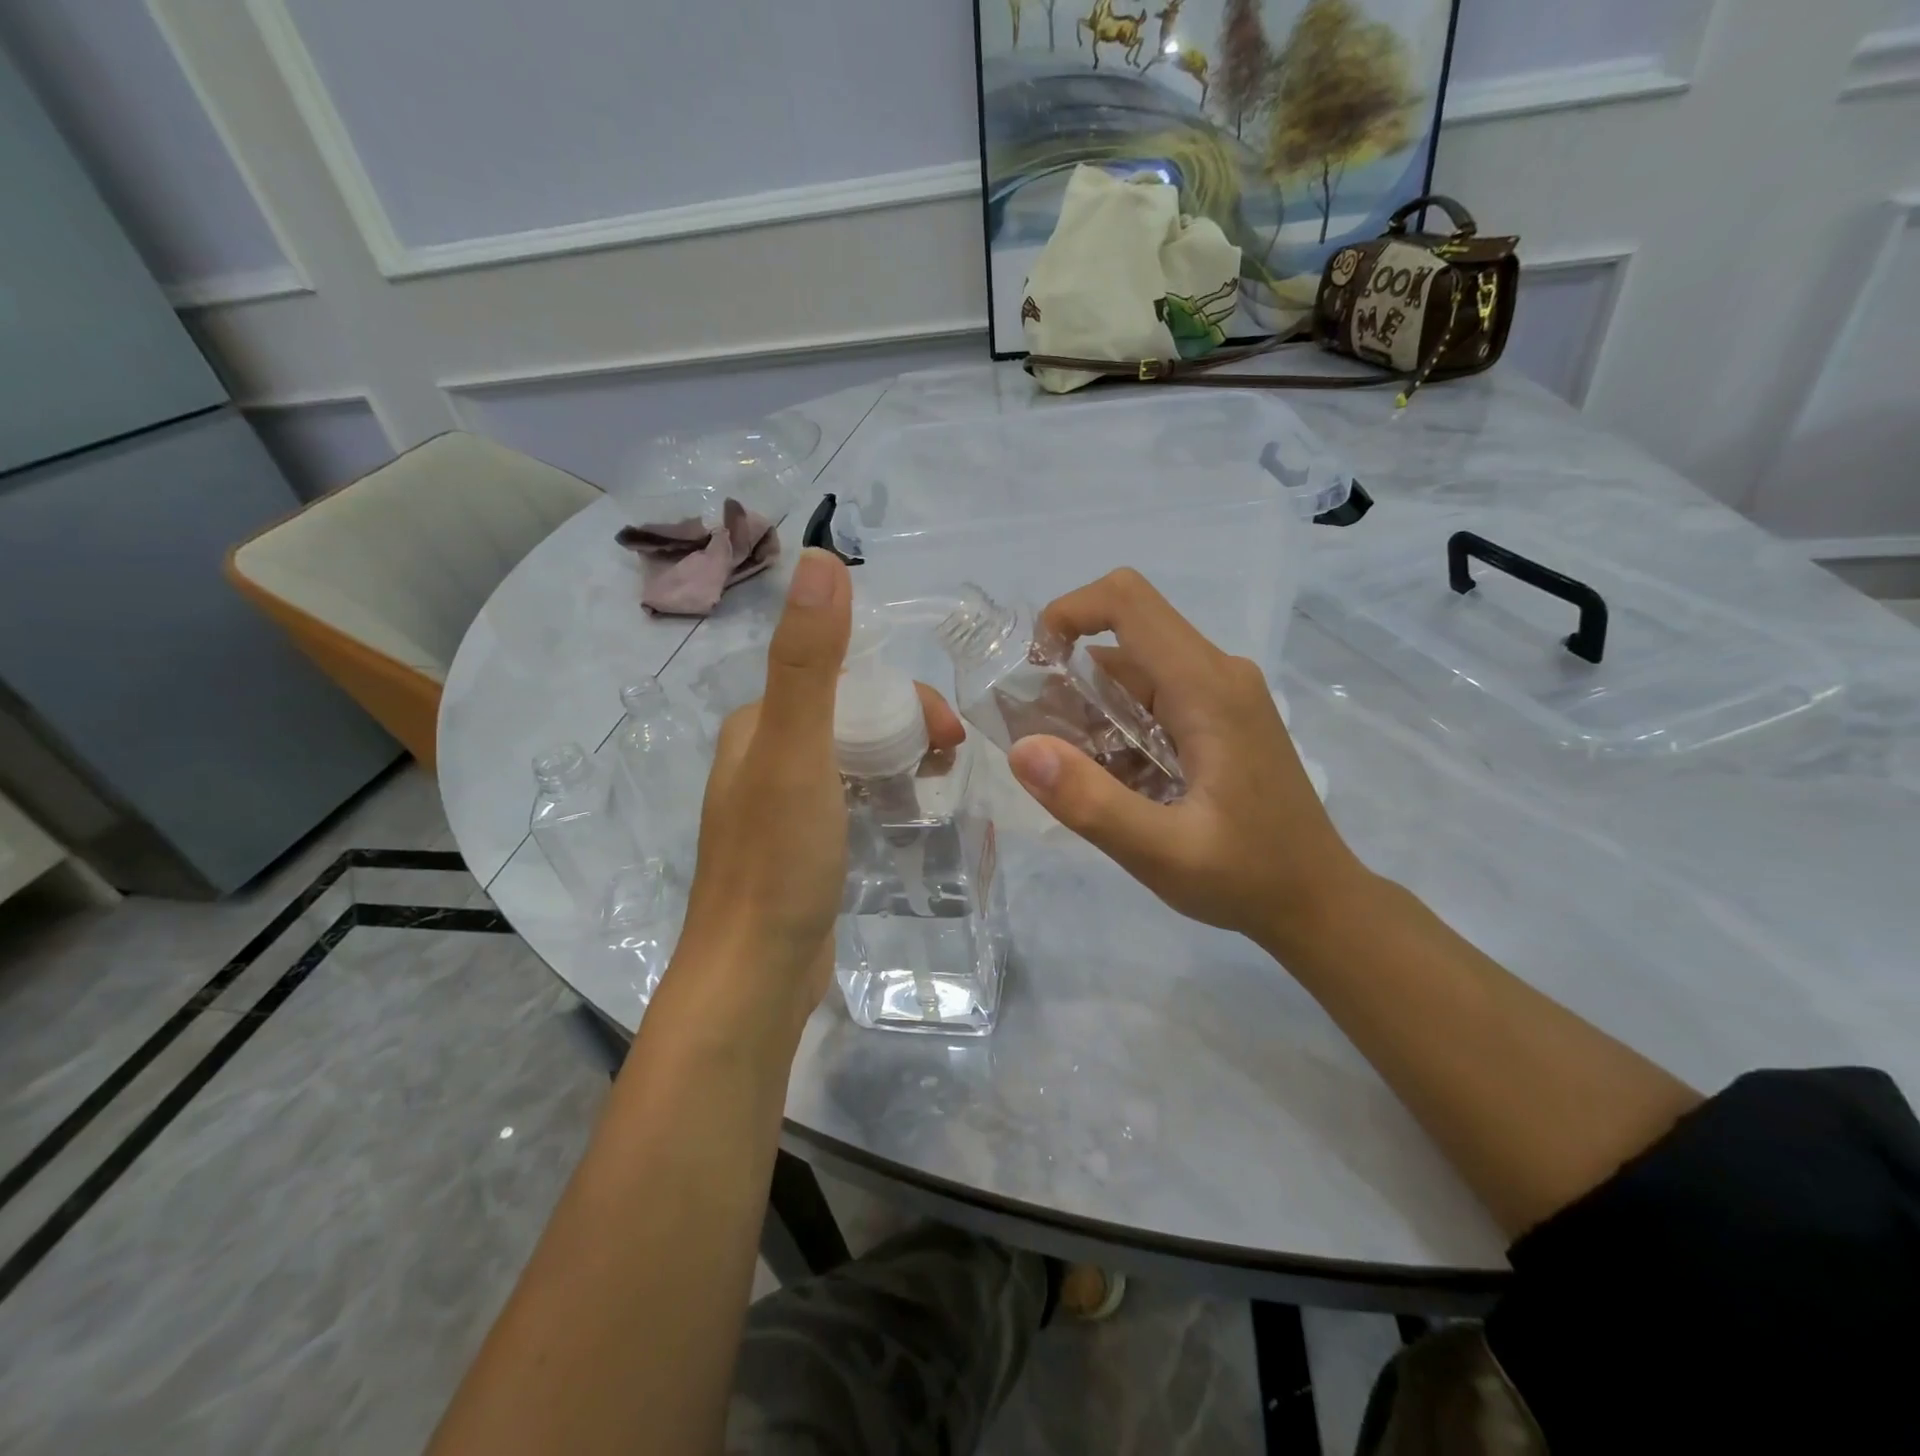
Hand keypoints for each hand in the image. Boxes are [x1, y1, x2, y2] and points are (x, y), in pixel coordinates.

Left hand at [666, 549, 964, 1042]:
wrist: (754, 978)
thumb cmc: (777, 863)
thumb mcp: (797, 752)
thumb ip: (808, 661)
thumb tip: (819, 560)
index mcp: (758, 726)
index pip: (842, 679)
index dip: (902, 693)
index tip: (946, 731)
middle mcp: (765, 757)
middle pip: (853, 718)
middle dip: (907, 727)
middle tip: (952, 760)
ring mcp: (783, 807)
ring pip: (856, 760)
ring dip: (901, 761)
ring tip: (940, 788)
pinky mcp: (803, 848)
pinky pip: (853, 801)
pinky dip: (886, 797)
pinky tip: (910, 818)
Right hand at [1005, 568, 1368, 954]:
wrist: (1318, 900)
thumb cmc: (1248, 878)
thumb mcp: (1161, 853)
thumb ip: (1090, 802)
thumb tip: (1022, 750)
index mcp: (1207, 688)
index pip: (1127, 602)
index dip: (1068, 613)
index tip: (1032, 670)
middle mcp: (1217, 675)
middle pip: (1124, 642)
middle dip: (1069, 680)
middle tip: (1042, 743)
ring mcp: (1223, 694)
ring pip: (1135, 672)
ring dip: (1090, 709)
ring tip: (1073, 770)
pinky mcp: (1222, 717)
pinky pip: (1155, 698)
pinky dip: (1118, 726)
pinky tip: (1112, 780)